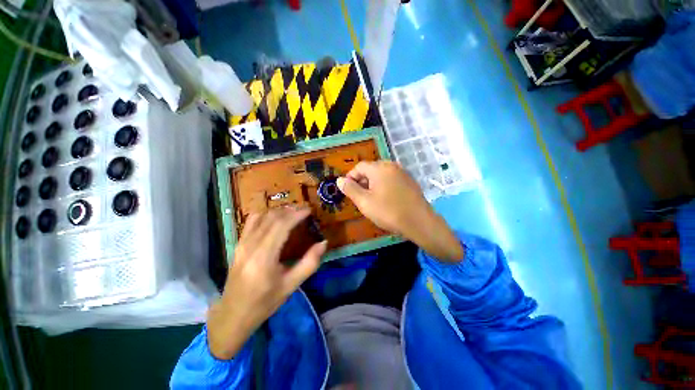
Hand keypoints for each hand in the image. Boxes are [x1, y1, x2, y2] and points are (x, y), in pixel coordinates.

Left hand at [207, 207, 326, 359]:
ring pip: (261, 216)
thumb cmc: (264, 302)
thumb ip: (309, 263)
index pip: (281, 225)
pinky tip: (275, 219)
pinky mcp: (238, 244)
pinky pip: (251, 221)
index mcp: (264, 257)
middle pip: (272, 218)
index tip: (309, 210)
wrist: (233, 314)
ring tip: (293, 213)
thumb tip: (323, 243)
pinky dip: (266, 215)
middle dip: (290, 211)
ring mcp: (241, 244)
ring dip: (279, 211)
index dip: (297, 215)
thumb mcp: (291, 285)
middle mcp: (250, 246)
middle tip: (304, 211)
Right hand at [337, 161, 463, 261]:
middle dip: (361, 181)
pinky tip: (385, 199)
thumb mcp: (364, 202)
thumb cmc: (388, 211)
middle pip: (371, 169)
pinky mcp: (409, 181)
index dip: (350, 177)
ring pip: (381, 175)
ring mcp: (402, 173)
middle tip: (358, 196)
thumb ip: (350, 189)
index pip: (359, 167)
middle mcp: (392, 166)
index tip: (347, 190)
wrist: (419, 222)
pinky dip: (383, 186)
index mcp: (379, 168)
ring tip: (370, 199)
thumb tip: (339, 180)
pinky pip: (391, 179)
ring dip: (372, 184)